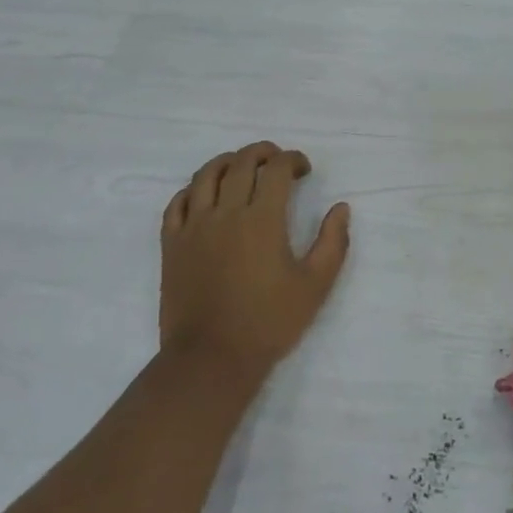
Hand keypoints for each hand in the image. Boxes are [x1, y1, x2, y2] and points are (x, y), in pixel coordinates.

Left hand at [159, 141, 351, 378]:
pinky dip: (192, 190)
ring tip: (241, 166)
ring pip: (205, 175)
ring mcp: (194, 227)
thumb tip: (341, 208)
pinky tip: (204, 195)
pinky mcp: (171, 245)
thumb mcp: (315, 286)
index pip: (277, 169)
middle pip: (241, 162)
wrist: (211, 360)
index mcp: (262, 219)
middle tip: (278, 161)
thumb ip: (333, 242)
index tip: (304, 170)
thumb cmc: (268, 323)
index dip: (293, 160)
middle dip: (263, 152)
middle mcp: (226, 213)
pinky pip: (176, 203)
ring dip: (227, 161)